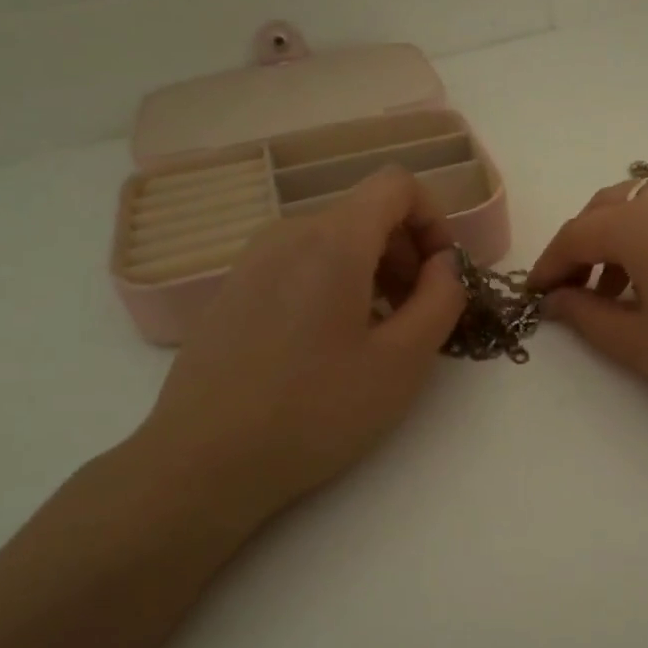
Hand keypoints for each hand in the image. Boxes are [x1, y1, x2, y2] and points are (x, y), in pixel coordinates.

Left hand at [134, 167, 466, 524]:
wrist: (203, 462)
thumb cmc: (315, 411)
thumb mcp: (403, 361)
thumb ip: (442, 299)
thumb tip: (444, 264)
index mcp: (333, 240)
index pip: (397, 184)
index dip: (434, 219)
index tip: (442, 274)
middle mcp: (288, 233)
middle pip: (366, 212)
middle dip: (407, 252)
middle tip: (417, 314)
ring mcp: (252, 260)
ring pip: (333, 239)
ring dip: (373, 271)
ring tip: (377, 335)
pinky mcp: (233, 289)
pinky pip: (300, 263)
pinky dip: (334, 284)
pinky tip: (329, 346)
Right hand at [529, 181, 647, 459]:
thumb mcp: (641, 345)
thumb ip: (588, 315)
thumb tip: (557, 299)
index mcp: (643, 221)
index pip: (578, 234)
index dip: (550, 264)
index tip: (534, 295)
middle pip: (610, 207)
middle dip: (583, 244)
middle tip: (571, 290)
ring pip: (647, 206)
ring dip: (620, 239)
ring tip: (614, 292)